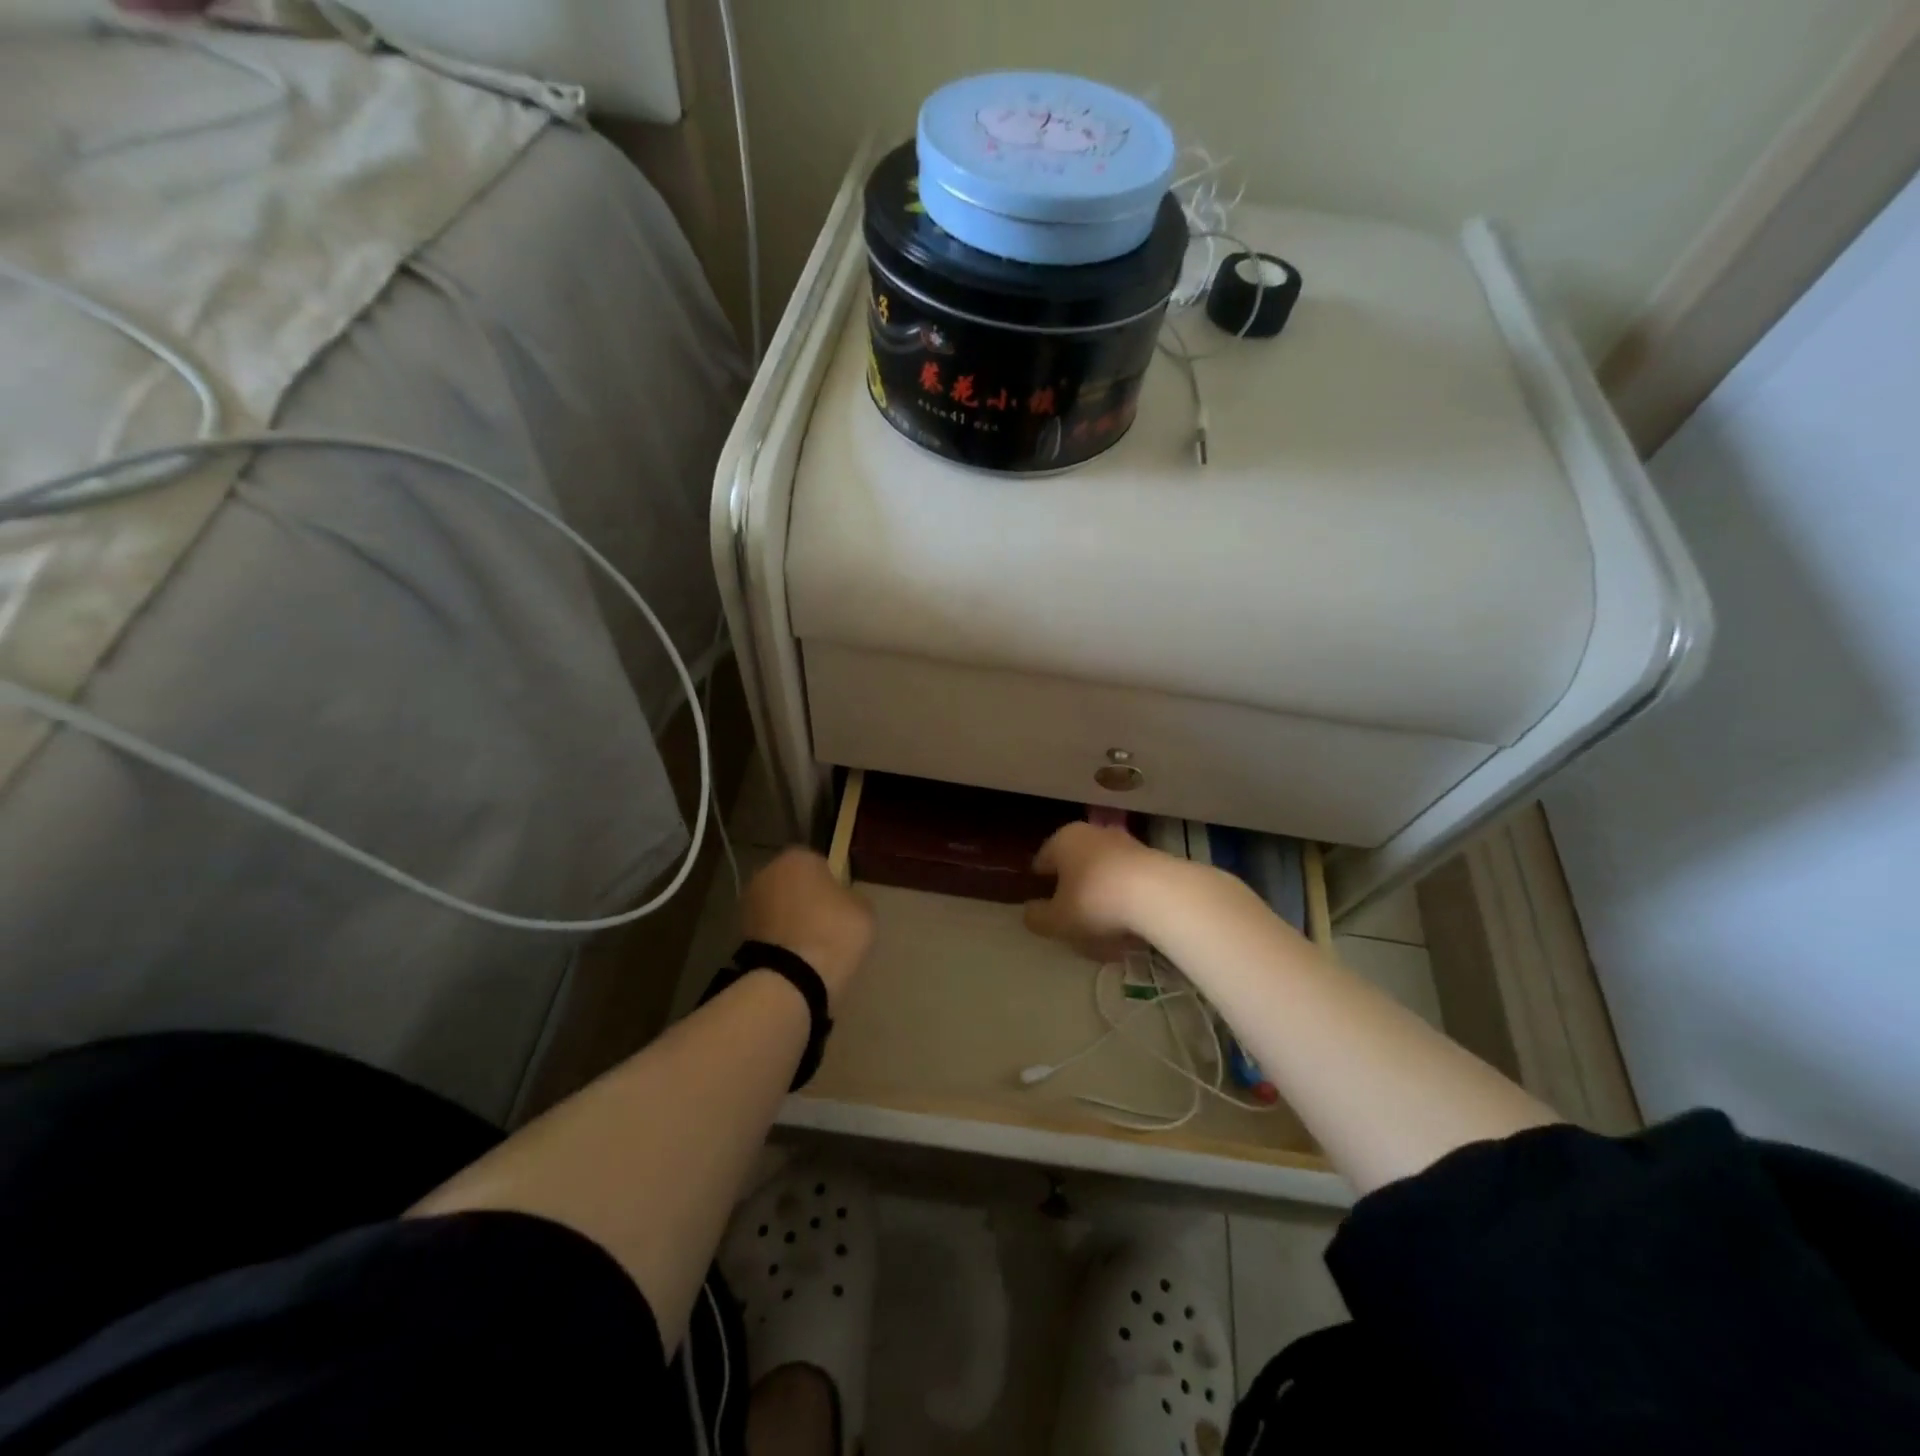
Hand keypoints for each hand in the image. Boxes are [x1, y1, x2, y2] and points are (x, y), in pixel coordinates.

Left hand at [740, 848, 874, 1008]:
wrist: (791, 980)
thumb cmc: (833, 932)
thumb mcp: (863, 910)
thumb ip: (851, 897)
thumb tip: (841, 901)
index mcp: (798, 857)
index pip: (820, 864)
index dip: (833, 884)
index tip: (842, 905)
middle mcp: (767, 872)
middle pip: (794, 883)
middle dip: (807, 899)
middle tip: (828, 924)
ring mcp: (749, 903)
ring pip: (779, 907)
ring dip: (791, 919)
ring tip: (812, 945)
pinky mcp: (740, 934)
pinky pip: (770, 930)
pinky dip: (780, 939)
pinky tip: (796, 957)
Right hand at [1023, 822, 1171, 960]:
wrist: (1159, 894)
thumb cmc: (1096, 901)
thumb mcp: (1057, 920)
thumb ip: (1037, 917)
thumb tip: (1030, 912)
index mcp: (1063, 839)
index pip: (1041, 862)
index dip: (1039, 887)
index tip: (1044, 910)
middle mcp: (1092, 833)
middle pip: (1074, 865)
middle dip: (1072, 891)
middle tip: (1073, 922)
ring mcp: (1125, 842)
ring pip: (1102, 873)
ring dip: (1100, 896)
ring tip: (1104, 930)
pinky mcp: (1151, 857)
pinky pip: (1128, 881)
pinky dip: (1124, 899)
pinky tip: (1129, 925)